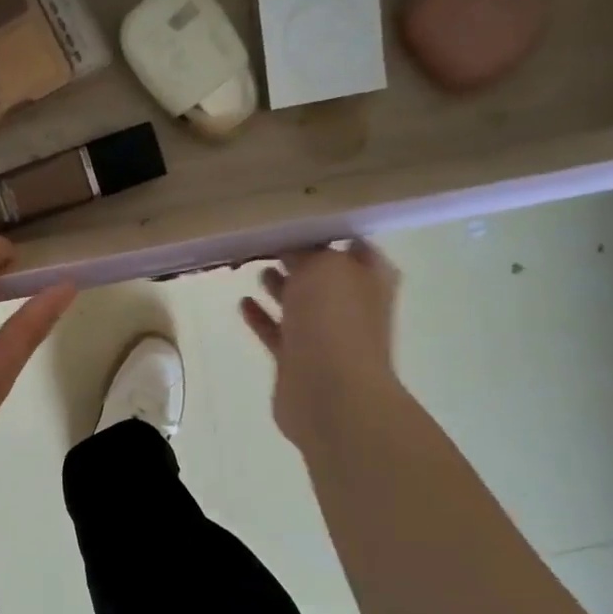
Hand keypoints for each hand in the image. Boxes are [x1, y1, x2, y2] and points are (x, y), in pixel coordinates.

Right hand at [239, 239, 404, 450]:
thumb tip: (293, 250)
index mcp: (369, 277)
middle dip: (299, 258)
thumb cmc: (335, 323)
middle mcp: (352, 304)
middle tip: (266, 240)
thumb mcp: (323, 267)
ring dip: (281, 286)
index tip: (291, 217)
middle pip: (323, 274)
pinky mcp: (298, 360)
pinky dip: (262, 317)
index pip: (350, 243)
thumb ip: (308, 252)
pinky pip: (277, 331)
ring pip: (300, 303)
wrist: (331, 395)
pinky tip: (243, 303)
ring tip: (256, 267)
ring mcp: (325, 335)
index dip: (325, 230)